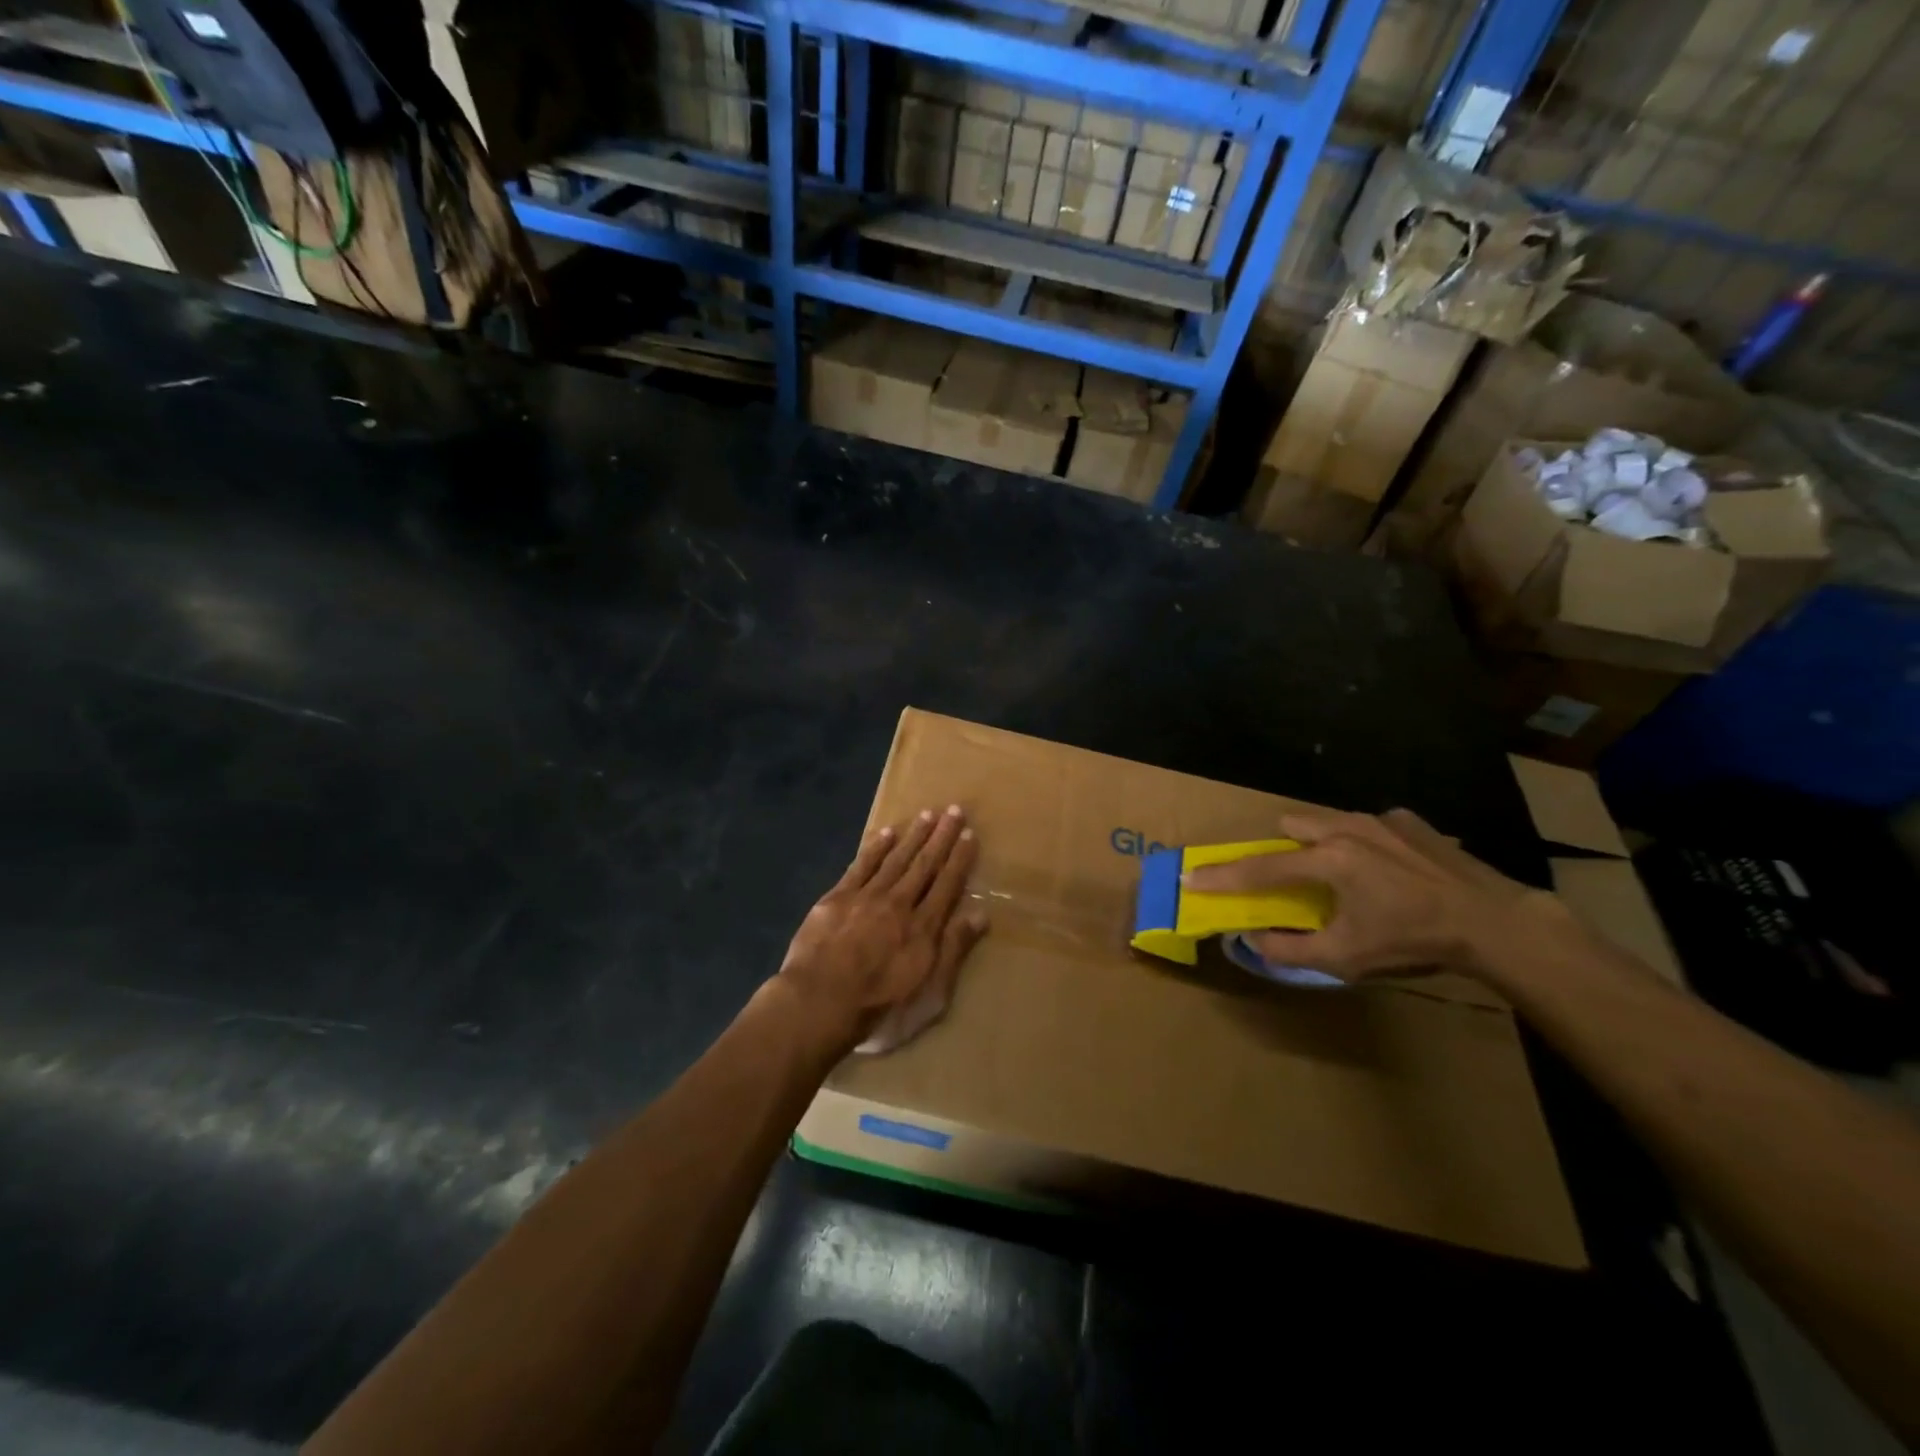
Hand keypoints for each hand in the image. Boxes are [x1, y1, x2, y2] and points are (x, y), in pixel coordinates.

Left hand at [776, 805, 989, 1055]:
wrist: (818, 1004)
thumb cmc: (880, 1010)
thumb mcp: (930, 995)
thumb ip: (954, 951)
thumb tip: (981, 914)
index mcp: (924, 928)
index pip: (947, 885)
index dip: (959, 859)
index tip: (969, 834)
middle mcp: (899, 904)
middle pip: (924, 865)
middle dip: (941, 837)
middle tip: (954, 810)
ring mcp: (866, 897)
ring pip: (895, 859)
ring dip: (913, 836)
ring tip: (927, 813)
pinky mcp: (836, 899)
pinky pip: (861, 866)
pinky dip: (875, 848)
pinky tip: (886, 833)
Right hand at [1182, 808, 1549, 982]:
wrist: (1494, 923)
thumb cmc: (1413, 940)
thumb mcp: (1347, 958)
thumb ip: (1290, 950)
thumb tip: (1252, 941)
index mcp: (1327, 861)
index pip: (1259, 869)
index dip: (1221, 876)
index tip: (1191, 877)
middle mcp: (1346, 829)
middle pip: (1292, 826)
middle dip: (1283, 849)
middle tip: (1295, 880)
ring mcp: (1381, 820)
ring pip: (1329, 820)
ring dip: (1321, 843)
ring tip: (1345, 876)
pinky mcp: (1410, 821)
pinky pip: (1369, 824)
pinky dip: (1365, 843)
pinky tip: (1390, 870)